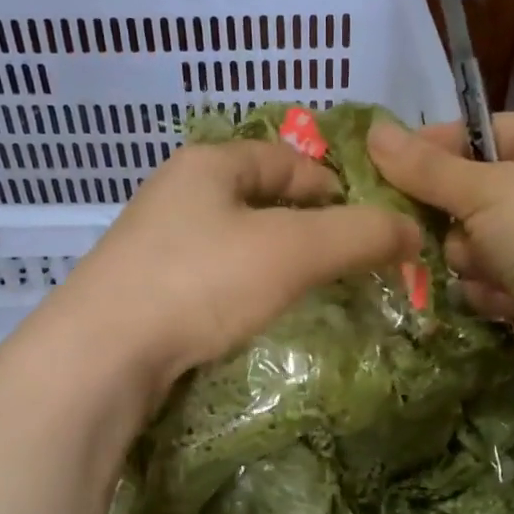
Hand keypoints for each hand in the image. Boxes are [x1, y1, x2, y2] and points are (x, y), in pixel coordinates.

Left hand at [33, 139, 421, 406]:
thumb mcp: (292, 251)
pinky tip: (251, 315)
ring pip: (233, 239)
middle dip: (305, 226)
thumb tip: (413, 231)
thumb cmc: (200, 282)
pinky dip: (239, 287)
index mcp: (209, 163)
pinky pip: (208, 275)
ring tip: (305, 290)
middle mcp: (176, 192)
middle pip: (258, 197)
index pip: (286, 158)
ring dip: (272, 259)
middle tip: (342, 262)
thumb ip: (358, 236)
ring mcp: (153, 241)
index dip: (332, 185)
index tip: (365, 223)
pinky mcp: (142, 287)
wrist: (100, 355)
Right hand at [367, 113, 513, 399]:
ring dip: (471, 255)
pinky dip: (489, 286)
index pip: (488, 132)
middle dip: (456, 213)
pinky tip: (503, 297)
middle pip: (480, 188)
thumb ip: (427, 167)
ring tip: (485, 267)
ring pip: (479, 237)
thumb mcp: (487, 190)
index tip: (387, 161)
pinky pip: (492, 274)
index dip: (438, 146)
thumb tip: (373, 131)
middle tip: (425, 222)